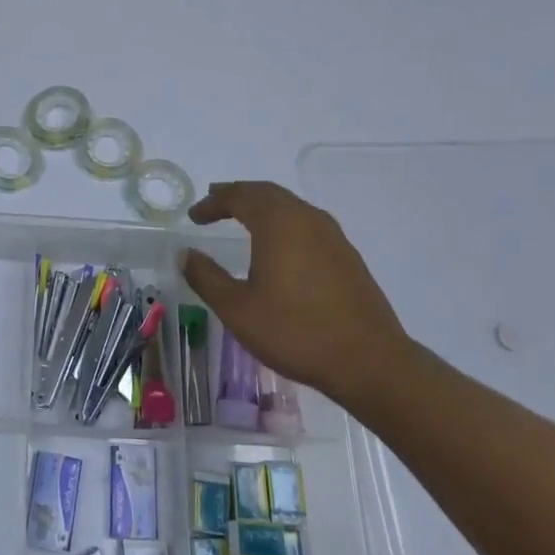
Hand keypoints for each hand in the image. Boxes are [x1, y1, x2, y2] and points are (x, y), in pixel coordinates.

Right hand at [181, 181, 413, 408]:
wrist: (369, 361)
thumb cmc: (295, 332)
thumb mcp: (237, 309)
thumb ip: (206, 277)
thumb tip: (186, 254)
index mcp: (278, 223)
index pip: (239, 197)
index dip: (213, 202)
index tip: (194, 215)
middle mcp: (306, 218)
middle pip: (267, 192)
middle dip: (238, 194)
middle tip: (215, 201)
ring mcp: (332, 235)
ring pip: (290, 205)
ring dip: (263, 205)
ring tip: (243, 217)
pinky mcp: (347, 255)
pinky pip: (307, 222)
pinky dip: (284, 221)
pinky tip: (280, 244)